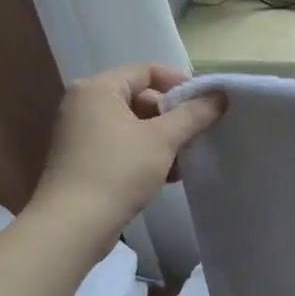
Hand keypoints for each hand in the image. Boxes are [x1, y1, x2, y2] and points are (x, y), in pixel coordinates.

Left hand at [26, 64, 223, 246]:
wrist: (74, 225)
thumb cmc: (118, 170)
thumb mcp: (163, 139)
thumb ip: (193, 114)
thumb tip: (220, 96)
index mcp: (98, 90)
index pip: (147, 71)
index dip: (180, 83)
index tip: (206, 103)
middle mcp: (85, 105)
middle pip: (141, 98)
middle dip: (174, 116)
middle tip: (198, 133)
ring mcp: (82, 134)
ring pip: (135, 125)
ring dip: (164, 138)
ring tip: (187, 158)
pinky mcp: (85, 160)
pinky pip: (124, 146)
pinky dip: (147, 154)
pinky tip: (169, 175)